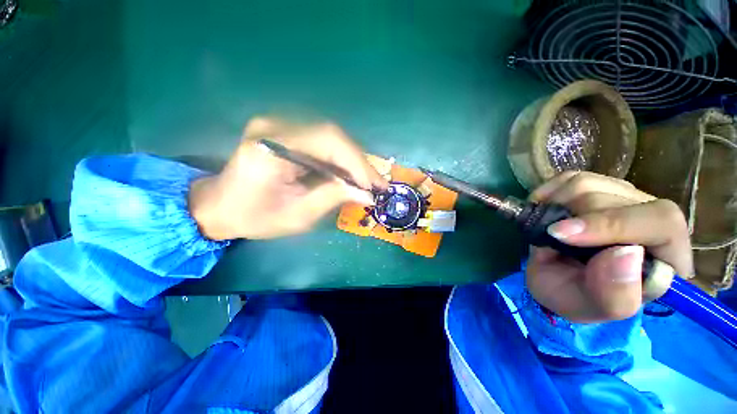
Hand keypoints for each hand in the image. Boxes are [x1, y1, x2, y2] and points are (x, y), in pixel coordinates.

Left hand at [189, 118, 387, 239]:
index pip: (329, 141)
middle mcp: (275, 127)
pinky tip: (348, 174)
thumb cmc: (254, 217)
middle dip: (359, 162)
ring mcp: (278, 125)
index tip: (374, 185)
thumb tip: (366, 193)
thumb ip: (333, 199)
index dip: (357, 163)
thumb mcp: (297, 216)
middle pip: (332, 135)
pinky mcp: (283, 130)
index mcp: (271, 148)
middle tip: (376, 184)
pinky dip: (339, 158)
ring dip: (351, 160)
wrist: (220, 205)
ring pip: (330, 136)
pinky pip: (321, 141)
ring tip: (366, 181)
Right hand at [526, 172, 692, 322]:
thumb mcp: (589, 308)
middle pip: (616, 197)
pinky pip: (569, 178)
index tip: (562, 234)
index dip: (610, 224)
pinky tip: (543, 209)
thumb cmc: (576, 298)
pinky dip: (548, 191)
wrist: (557, 280)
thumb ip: (615, 295)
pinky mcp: (595, 188)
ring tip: (547, 227)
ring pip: (589, 183)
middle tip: (549, 237)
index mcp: (667, 257)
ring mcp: (623, 199)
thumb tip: (625, 253)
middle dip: (572, 217)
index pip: (660, 222)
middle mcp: (652, 220)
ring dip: (556, 204)